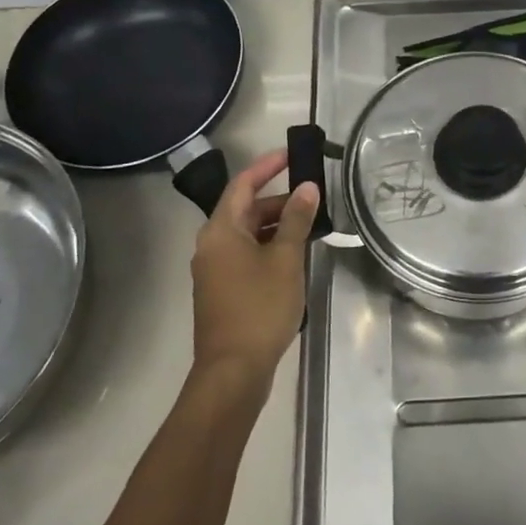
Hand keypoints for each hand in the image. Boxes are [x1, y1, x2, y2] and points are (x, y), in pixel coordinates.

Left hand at [190, 149, 321, 394]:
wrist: (233, 370)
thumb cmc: (259, 308)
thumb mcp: (286, 259)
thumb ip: (296, 220)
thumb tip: (307, 188)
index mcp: (221, 230)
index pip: (243, 184)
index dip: (268, 166)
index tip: (292, 154)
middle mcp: (211, 244)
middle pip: (245, 209)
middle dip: (279, 200)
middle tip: (314, 197)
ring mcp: (214, 269)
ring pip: (247, 234)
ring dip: (277, 225)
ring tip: (311, 225)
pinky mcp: (222, 290)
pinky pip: (246, 254)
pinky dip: (269, 246)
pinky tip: (295, 256)